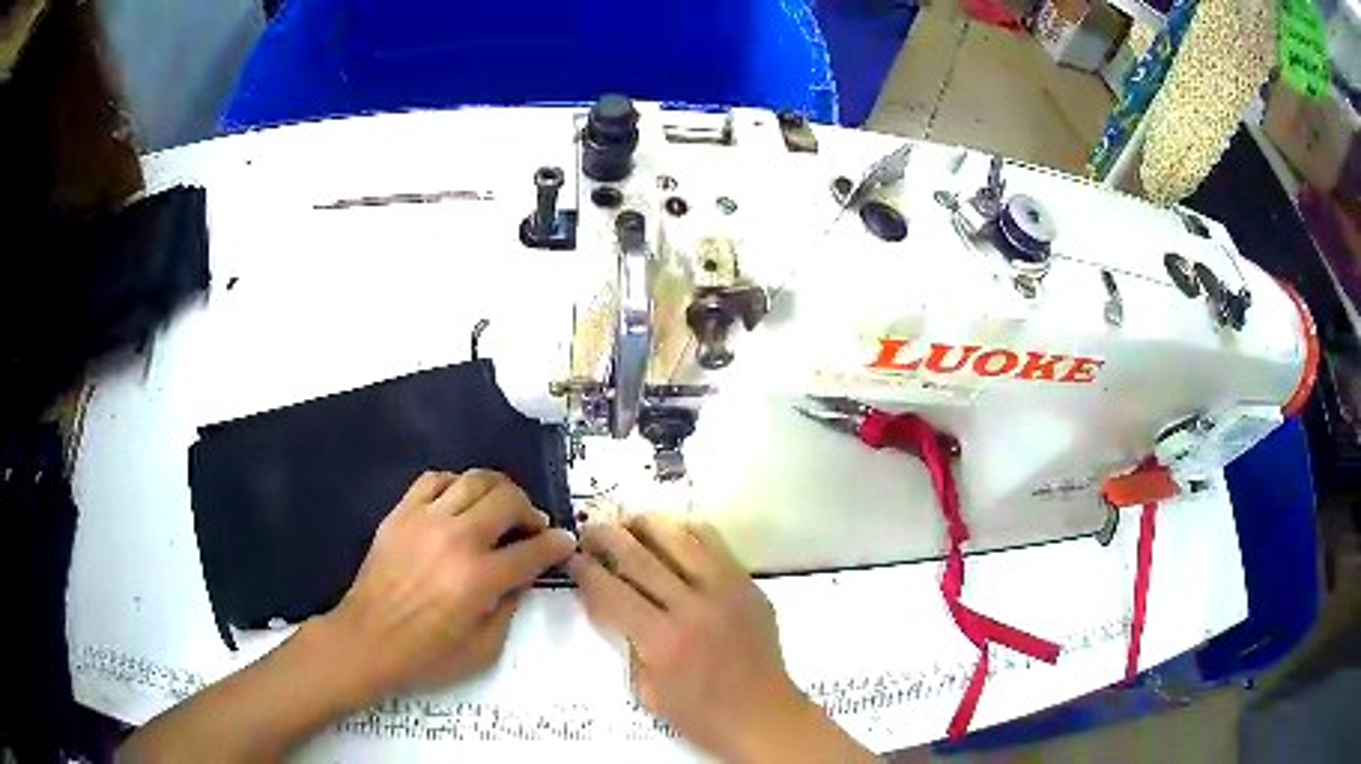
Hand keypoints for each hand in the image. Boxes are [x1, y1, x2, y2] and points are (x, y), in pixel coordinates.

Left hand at [319, 470, 574, 700]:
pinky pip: (434, 479)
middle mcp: (456, 539)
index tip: (564, 541)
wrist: (368, 640)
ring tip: (501, 506)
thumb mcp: (484, 647)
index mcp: (480, 578)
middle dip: (530, 510)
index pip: (533, 550)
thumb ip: (510, 607)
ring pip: (474, 480)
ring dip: (499, 490)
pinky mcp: (401, 513)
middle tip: (532, 525)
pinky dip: (456, 483)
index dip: (556, 544)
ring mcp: (425, 520)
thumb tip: (522, 576)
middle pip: (507, 500)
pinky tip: (461, 500)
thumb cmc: (427, 654)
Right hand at [567, 515, 874, 762]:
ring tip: (627, 522)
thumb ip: (624, 642)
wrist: (763, 716)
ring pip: (678, 537)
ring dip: (645, 524)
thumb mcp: (646, 690)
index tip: (570, 558)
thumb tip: (602, 600)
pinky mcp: (748, 585)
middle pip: (639, 556)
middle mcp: (693, 607)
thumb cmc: (699, 716)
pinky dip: (687, 531)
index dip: (585, 570)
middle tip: (589, 531)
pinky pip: (715, 543)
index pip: (611, 591)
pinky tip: (671, 533)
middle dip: (605, 537)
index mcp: (662, 641)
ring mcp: (726, 591)